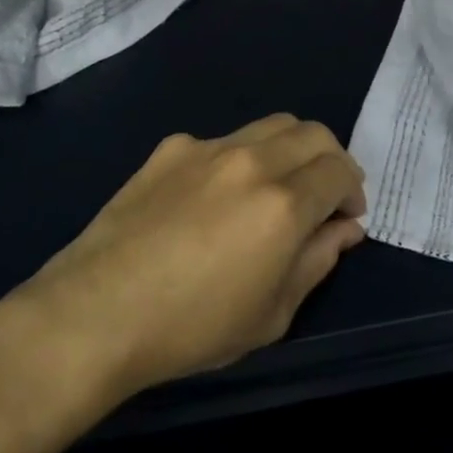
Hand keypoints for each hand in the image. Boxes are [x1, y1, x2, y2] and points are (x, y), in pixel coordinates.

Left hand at [0, 114, 366, 413]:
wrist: (98, 310)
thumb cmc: (192, 327)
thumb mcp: (272, 314)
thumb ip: (317, 261)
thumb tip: (343, 229)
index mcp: (283, 203)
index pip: (339, 170)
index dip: (353, 190)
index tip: (347, 215)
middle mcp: (252, 161)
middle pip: (313, 133)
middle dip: (331, 159)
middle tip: (324, 194)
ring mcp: (209, 147)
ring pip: (270, 125)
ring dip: (290, 149)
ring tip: (279, 186)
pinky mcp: (173, 147)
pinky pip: (223, 140)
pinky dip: (241, 158)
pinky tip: (217, 197)